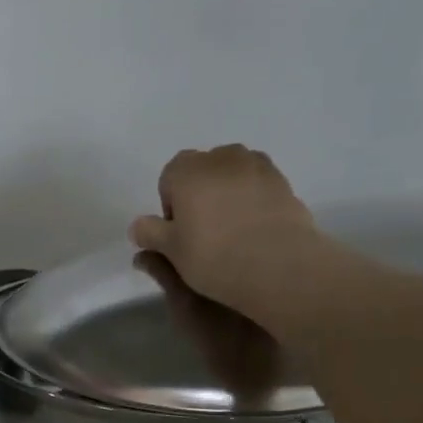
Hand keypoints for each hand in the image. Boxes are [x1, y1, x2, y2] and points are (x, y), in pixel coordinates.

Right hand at [129, 145, 324, 319]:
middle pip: (202, 171)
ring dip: (227, 194)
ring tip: (231, 231)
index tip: (179, 233)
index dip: (171, 205)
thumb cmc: (212, 255)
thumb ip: (149, 233)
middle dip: (199, 194)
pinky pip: (258, 187)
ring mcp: (257, 166)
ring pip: (232, 176)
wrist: (278, 265)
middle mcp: (222, 158)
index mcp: (187, 169)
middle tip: (203, 233)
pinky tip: (254, 231)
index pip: (169, 177)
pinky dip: (252, 201)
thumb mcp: (170, 251)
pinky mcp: (284, 182)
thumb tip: (138, 226)